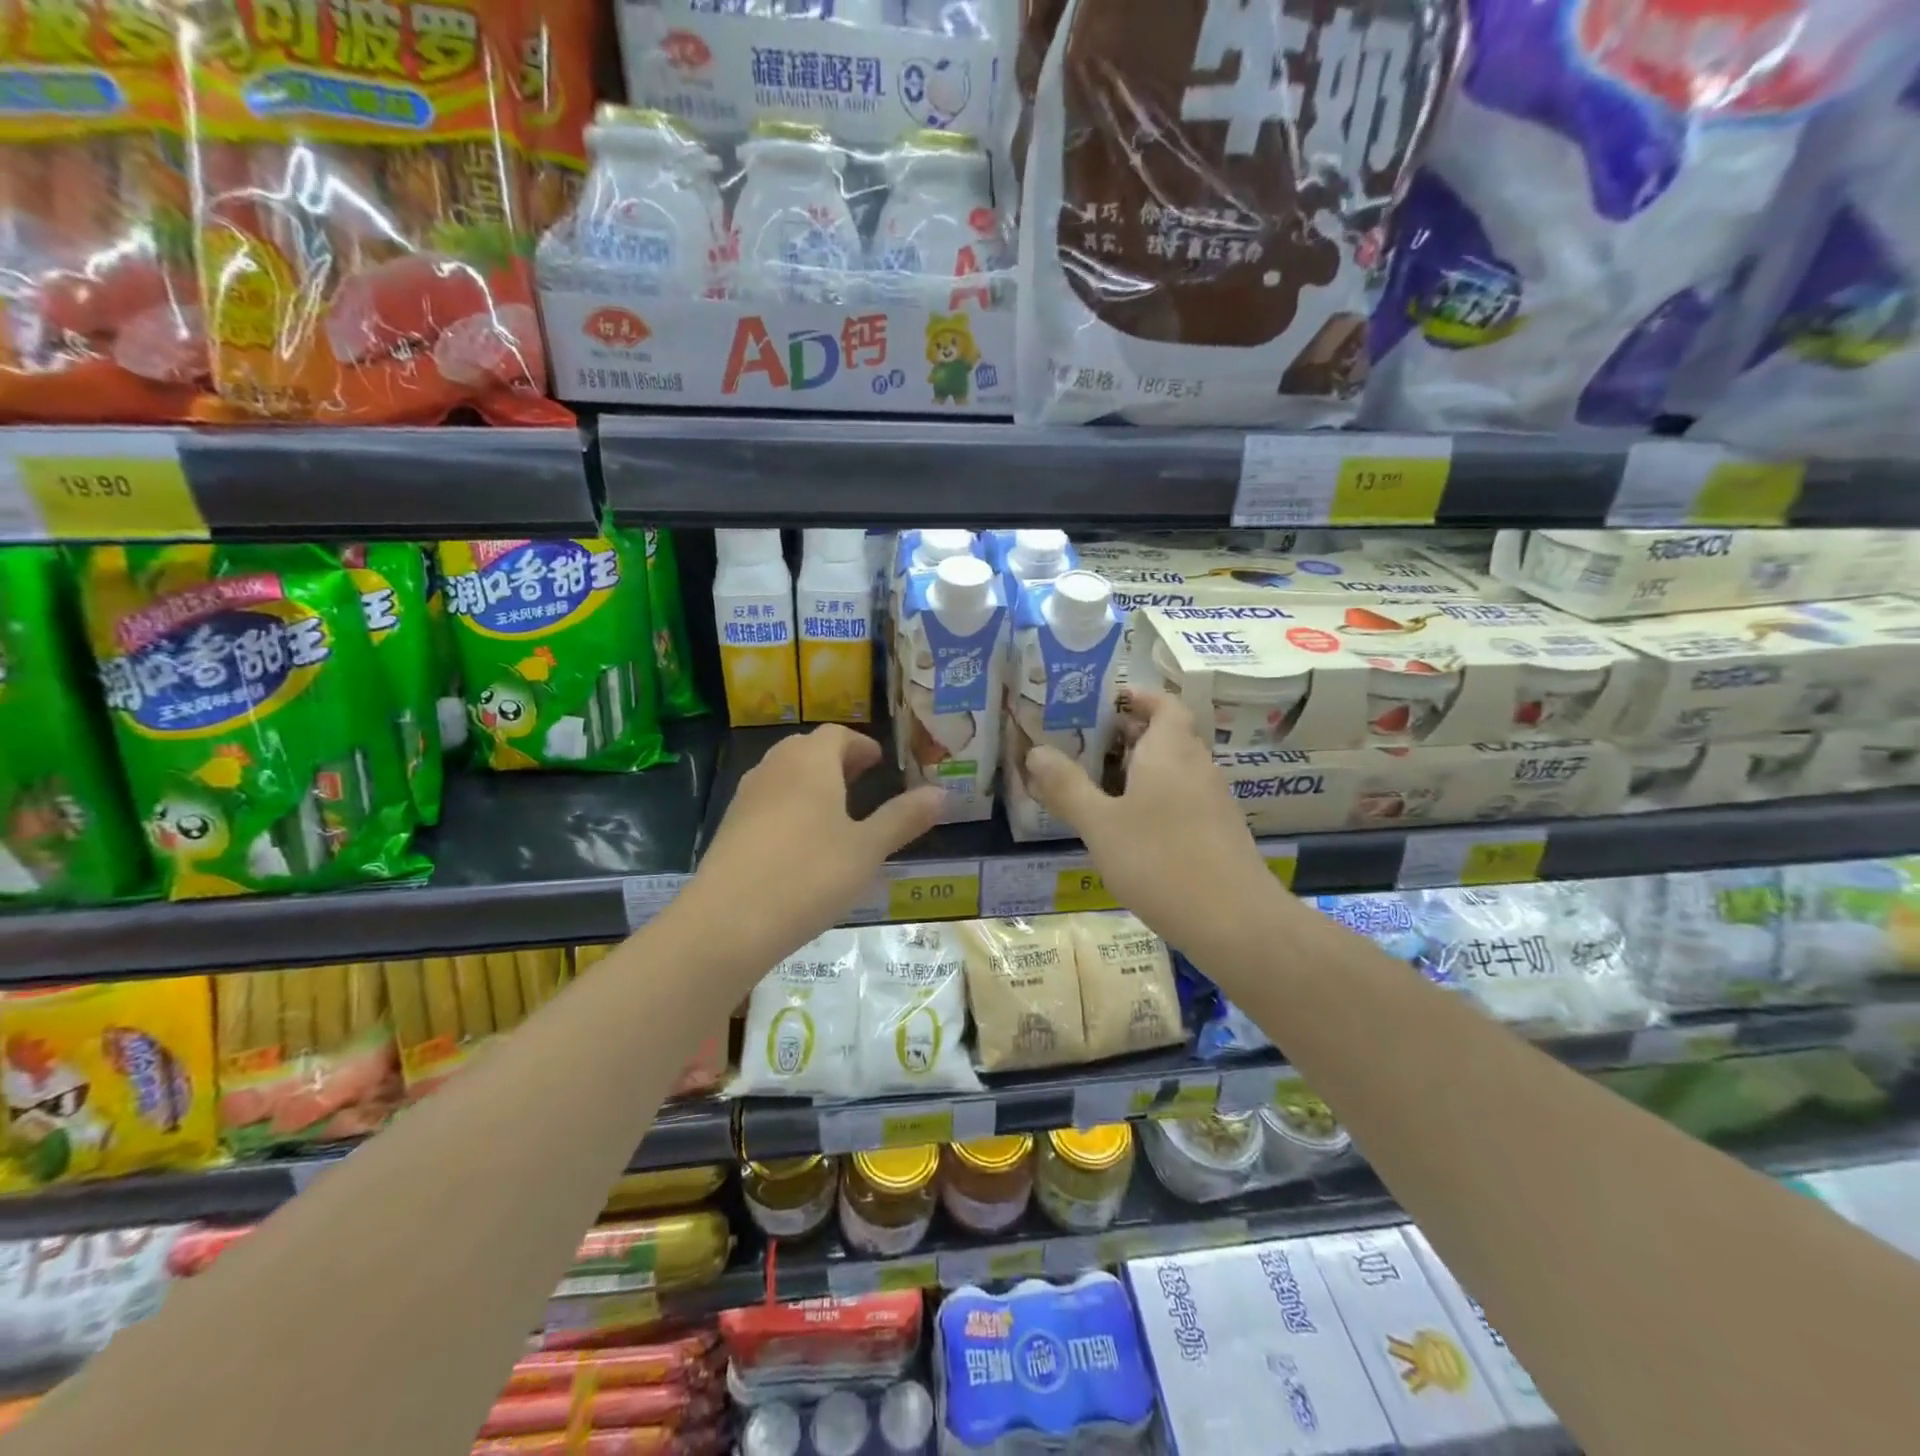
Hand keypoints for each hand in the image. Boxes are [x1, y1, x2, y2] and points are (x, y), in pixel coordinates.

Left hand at [686, 726, 944, 972]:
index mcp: (811, 763)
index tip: (878, 762)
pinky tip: (801, 842)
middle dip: (836, 759)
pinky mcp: (730, 826)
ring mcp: (747, 797)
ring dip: (811, 781)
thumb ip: (904, 818)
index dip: (860, 744)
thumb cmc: (809, 876)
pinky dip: (789, 805)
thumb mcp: (868, 849)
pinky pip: (767, 800)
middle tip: (861, 779)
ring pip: (783, 773)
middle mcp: (775, 768)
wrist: (728, 922)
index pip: (837, 734)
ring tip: (834, 809)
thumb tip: (942, 793)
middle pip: (807, 749)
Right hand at [1023, 689, 1286, 965]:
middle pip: (1166, 735)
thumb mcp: (1100, 825)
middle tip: (1084, 745)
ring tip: (1096, 786)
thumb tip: (1035, 752)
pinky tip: (1128, 829)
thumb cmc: (1160, 861)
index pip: (1163, 703)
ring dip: (1138, 770)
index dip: (1136, 698)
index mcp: (1170, 750)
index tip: (1101, 705)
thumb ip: (1067, 787)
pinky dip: (1154, 798)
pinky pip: (1181, 798)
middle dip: (1126, 735)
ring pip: (1173, 769)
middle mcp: (1197, 766)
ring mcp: (1212, 800)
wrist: (1235, 922)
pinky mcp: (1217, 832)